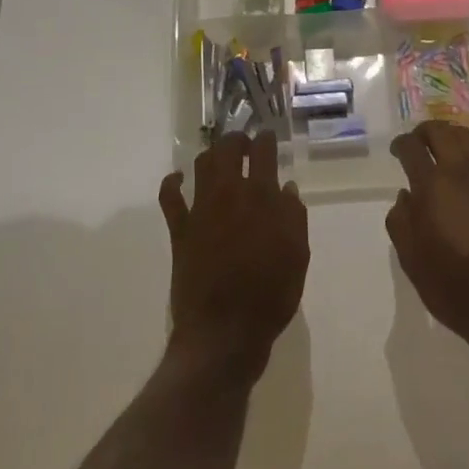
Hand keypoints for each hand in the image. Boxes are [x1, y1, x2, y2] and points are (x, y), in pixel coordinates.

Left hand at [159, 130, 308, 380]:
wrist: (225, 331)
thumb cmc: (270, 295)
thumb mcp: (298, 255)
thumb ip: (294, 216)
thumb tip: (286, 187)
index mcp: (261, 197)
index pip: (263, 152)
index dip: (267, 139)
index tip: (269, 137)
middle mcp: (229, 194)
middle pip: (228, 149)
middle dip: (237, 140)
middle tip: (245, 144)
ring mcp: (201, 210)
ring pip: (202, 165)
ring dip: (211, 155)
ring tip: (220, 158)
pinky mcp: (180, 230)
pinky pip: (170, 198)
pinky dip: (172, 183)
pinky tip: (178, 179)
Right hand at [387, 121, 468, 351]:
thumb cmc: (452, 285)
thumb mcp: (411, 259)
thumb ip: (400, 221)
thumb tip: (405, 195)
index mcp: (432, 187)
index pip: (412, 148)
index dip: (400, 144)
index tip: (396, 150)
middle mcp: (461, 171)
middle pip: (440, 131)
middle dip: (424, 133)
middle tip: (416, 144)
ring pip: (466, 136)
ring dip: (449, 137)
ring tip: (441, 151)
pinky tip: (468, 166)